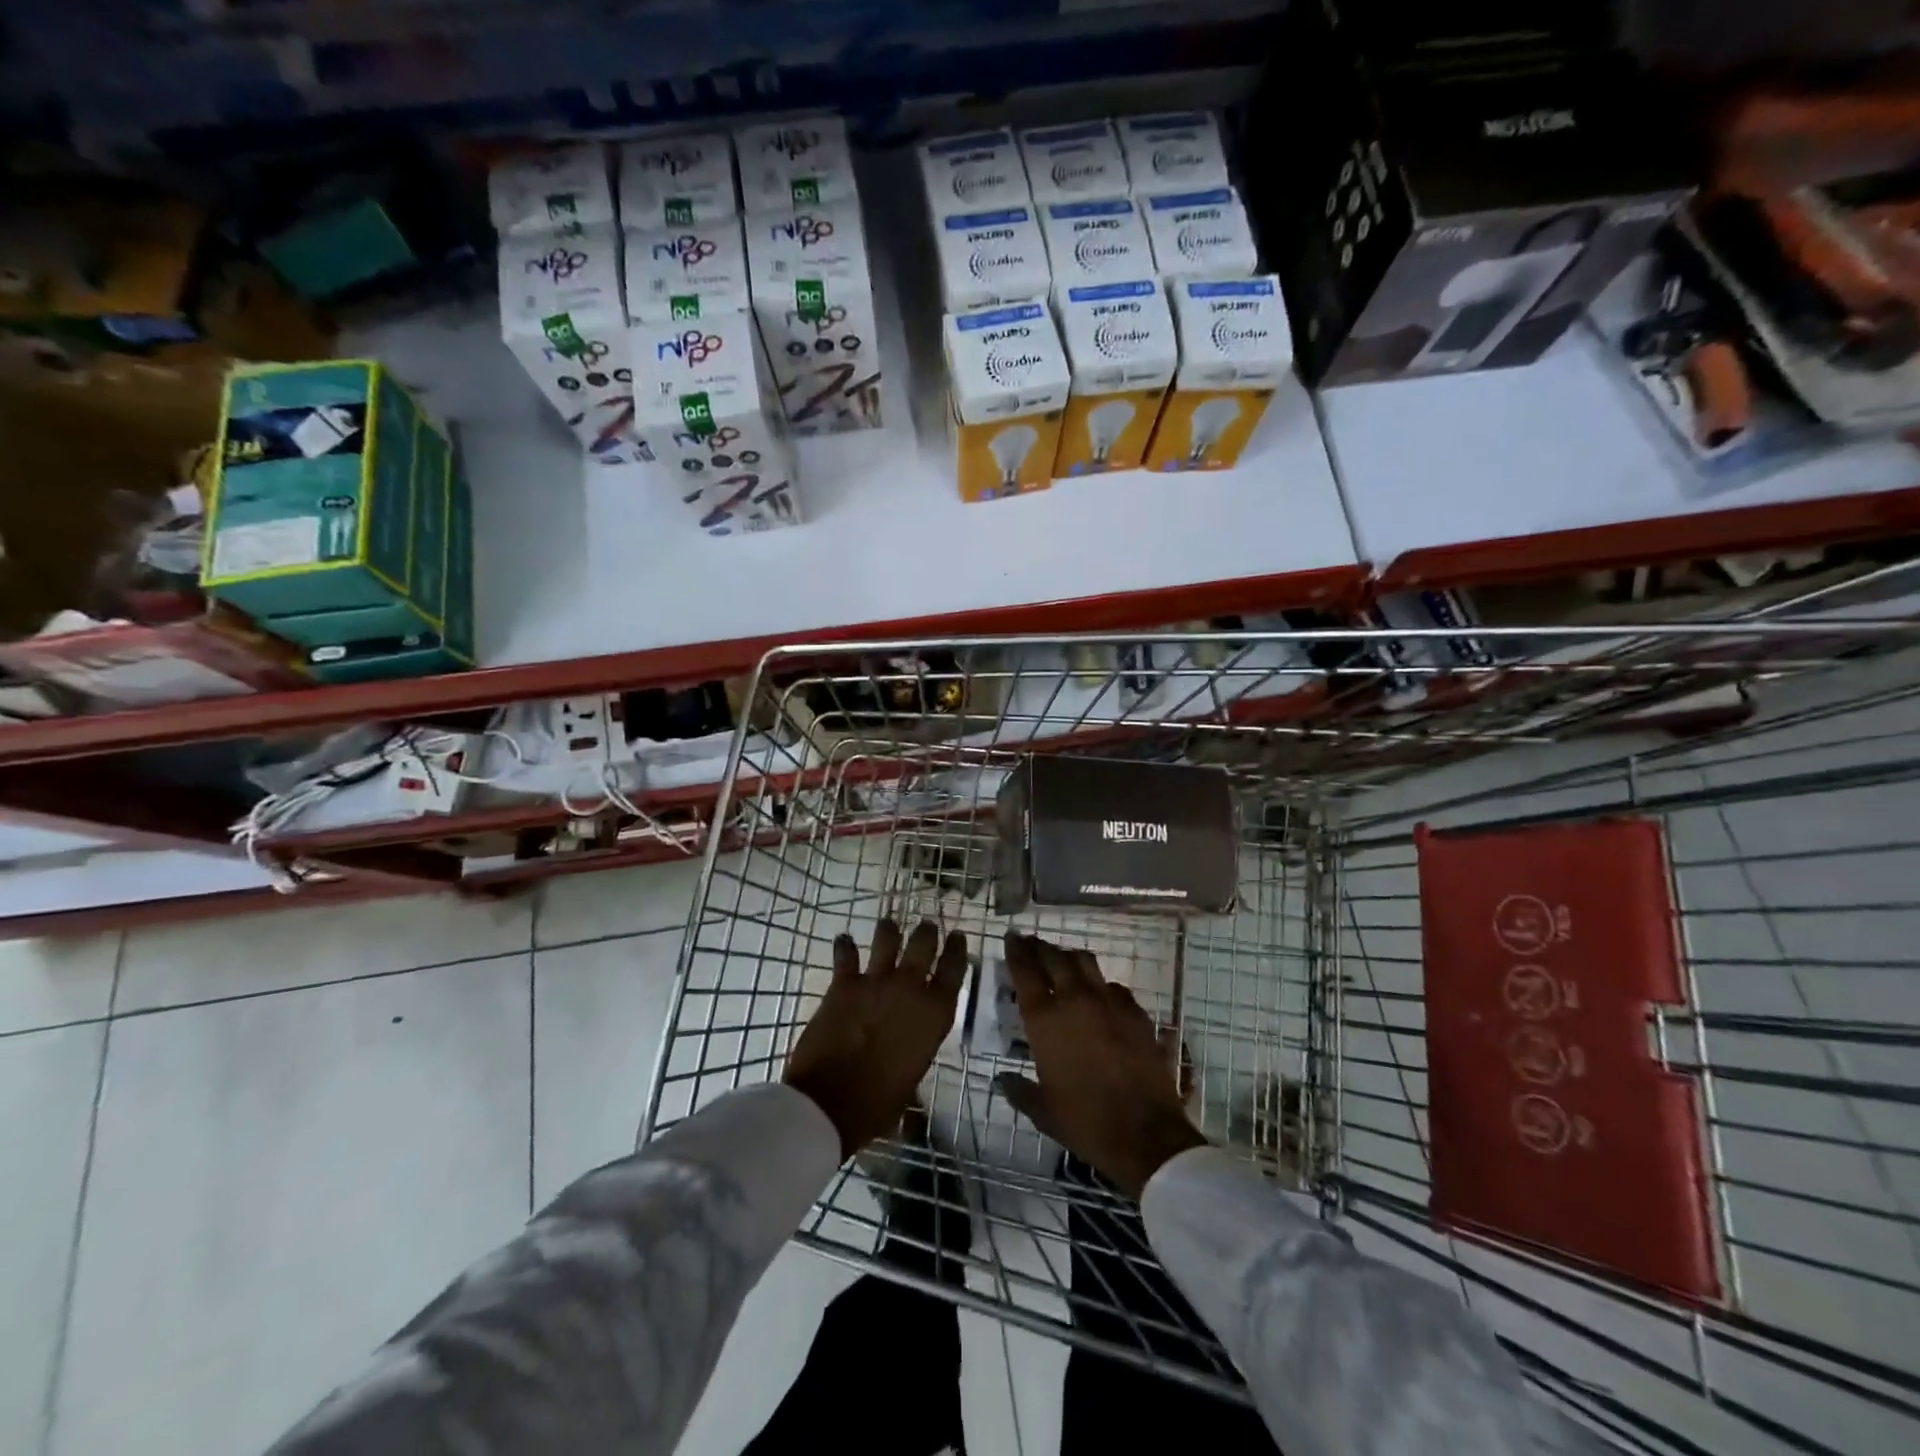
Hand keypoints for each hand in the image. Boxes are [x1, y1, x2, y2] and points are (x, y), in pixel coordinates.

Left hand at [784, 919, 967, 1159]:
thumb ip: (916, 1049)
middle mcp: (910, 988)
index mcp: (934, 1014)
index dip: (958, 950)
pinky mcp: (844, 983)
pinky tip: (843, 939)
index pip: (955, 970)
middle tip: (927, 928)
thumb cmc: (879, 1103)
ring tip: (889, 926)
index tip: (958, 937)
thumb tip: (911, 1051)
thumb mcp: (912, 1076)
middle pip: (924, 944)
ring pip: (888, 937)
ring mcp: (876, 981)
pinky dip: (845, 946)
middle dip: (927, 933)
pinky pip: (846, 954)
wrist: (830, 1102)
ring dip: (889, 930)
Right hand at [995, 932, 1207, 1197]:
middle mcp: (1075, 1000)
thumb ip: (1019, 1089)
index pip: (1025, 971)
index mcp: (1045, 1020)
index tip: (1011, 938)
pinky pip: (1114, 986)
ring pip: (1085, 962)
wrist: (1145, 1134)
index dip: (1016, 951)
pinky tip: (1100, 995)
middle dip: (1040, 947)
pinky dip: (1101, 985)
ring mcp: (1109, 1002)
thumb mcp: (1042, 1110)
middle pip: (1054, 957)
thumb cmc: (1085, 1122)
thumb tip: (1002, 1080)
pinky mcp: (1136, 1012)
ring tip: (1063, 961)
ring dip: (1070, 957)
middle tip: (1032, 944)